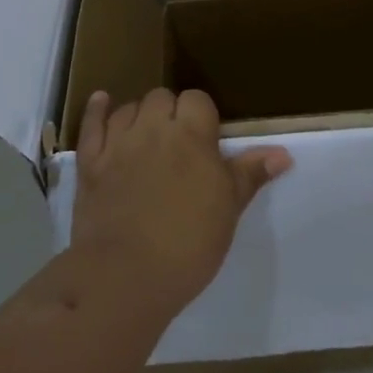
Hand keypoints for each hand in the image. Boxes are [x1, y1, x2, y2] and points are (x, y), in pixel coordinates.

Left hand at [72, 88, 291, 309]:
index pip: (197, 100)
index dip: (202, 116)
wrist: (126, 275)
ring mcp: (117, 143)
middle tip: (179, 142)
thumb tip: (282, 154)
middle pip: (162, 97)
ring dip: (140, 115)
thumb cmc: (189, 243)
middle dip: (172, 112)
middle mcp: (154, 129)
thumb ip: (250, 174)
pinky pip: (91, 125)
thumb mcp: (228, 209)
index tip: (206, 140)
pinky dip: (97, 110)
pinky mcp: (90, 162)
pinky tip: (102, 102)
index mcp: (192, 136)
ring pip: (129, 108)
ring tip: (148, 136)